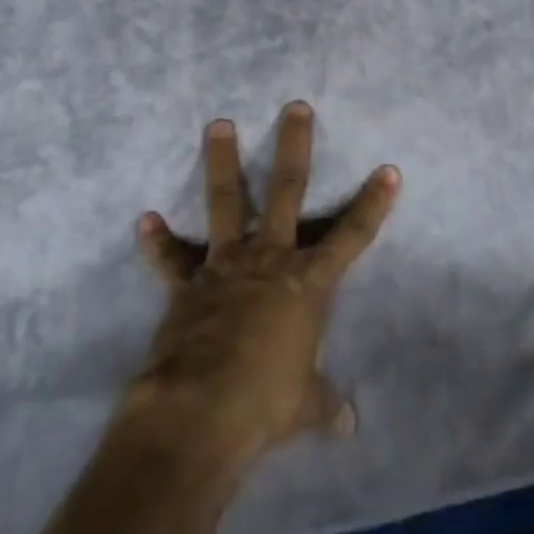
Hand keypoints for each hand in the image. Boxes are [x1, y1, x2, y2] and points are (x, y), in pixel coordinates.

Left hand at [125, 102, 399, 473]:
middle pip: (287, 191)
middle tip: (294, 107)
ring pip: (226, 201)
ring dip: (224, 161)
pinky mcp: (186, 283)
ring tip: (218, 124)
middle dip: (293, 146)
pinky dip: (158, 242)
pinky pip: (171, 258)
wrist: (200, 411)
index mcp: (307, 284)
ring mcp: (225, 265)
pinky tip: (145, 221)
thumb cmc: (266, 403)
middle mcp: (269, 260)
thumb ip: (324, 406)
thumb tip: (348, 426)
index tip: (388, 169)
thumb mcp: (304, 407)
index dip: (373, 203)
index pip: (352, 236)